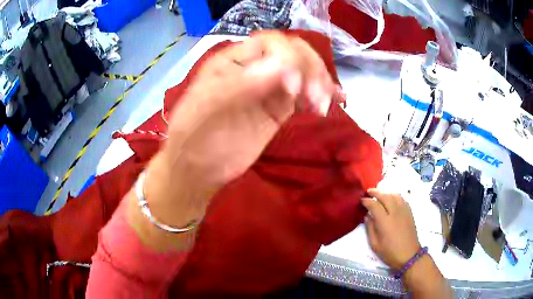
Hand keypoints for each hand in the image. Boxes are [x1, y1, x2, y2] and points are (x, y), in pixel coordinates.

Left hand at [143, 32, 336, 228]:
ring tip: (322, 106)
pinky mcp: (278, 109)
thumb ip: (243, 84)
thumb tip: (285, 66)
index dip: (289, 58)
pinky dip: (321, 95)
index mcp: (234, 60)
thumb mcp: (209, 108)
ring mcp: (268, 88)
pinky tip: (334, 102)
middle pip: (293, 53)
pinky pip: (304, 94)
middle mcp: (254, 68)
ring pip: (303, 72)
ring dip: (320, 82)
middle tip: (317, 98)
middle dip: (311, 70)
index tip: (293, 89)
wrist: (197, 169)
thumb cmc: (195, 137)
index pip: (271, 43)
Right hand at [362, 188, 420, 269]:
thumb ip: (370, 228)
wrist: (408, 255)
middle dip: (376, 192)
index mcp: (384, 221)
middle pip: (385, 196)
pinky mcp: (409, 212)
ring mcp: (404, 211)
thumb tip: (367, 216)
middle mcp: (395, 212)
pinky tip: (392, 199)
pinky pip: (402, 199)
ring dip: (386, 193)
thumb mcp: (375, 244)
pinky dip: (395, 196)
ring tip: (380, 194)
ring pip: (394, 195)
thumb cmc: (389, 252)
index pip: (374, 205)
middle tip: (368, 192)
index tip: (361, 200)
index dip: (367, 201)